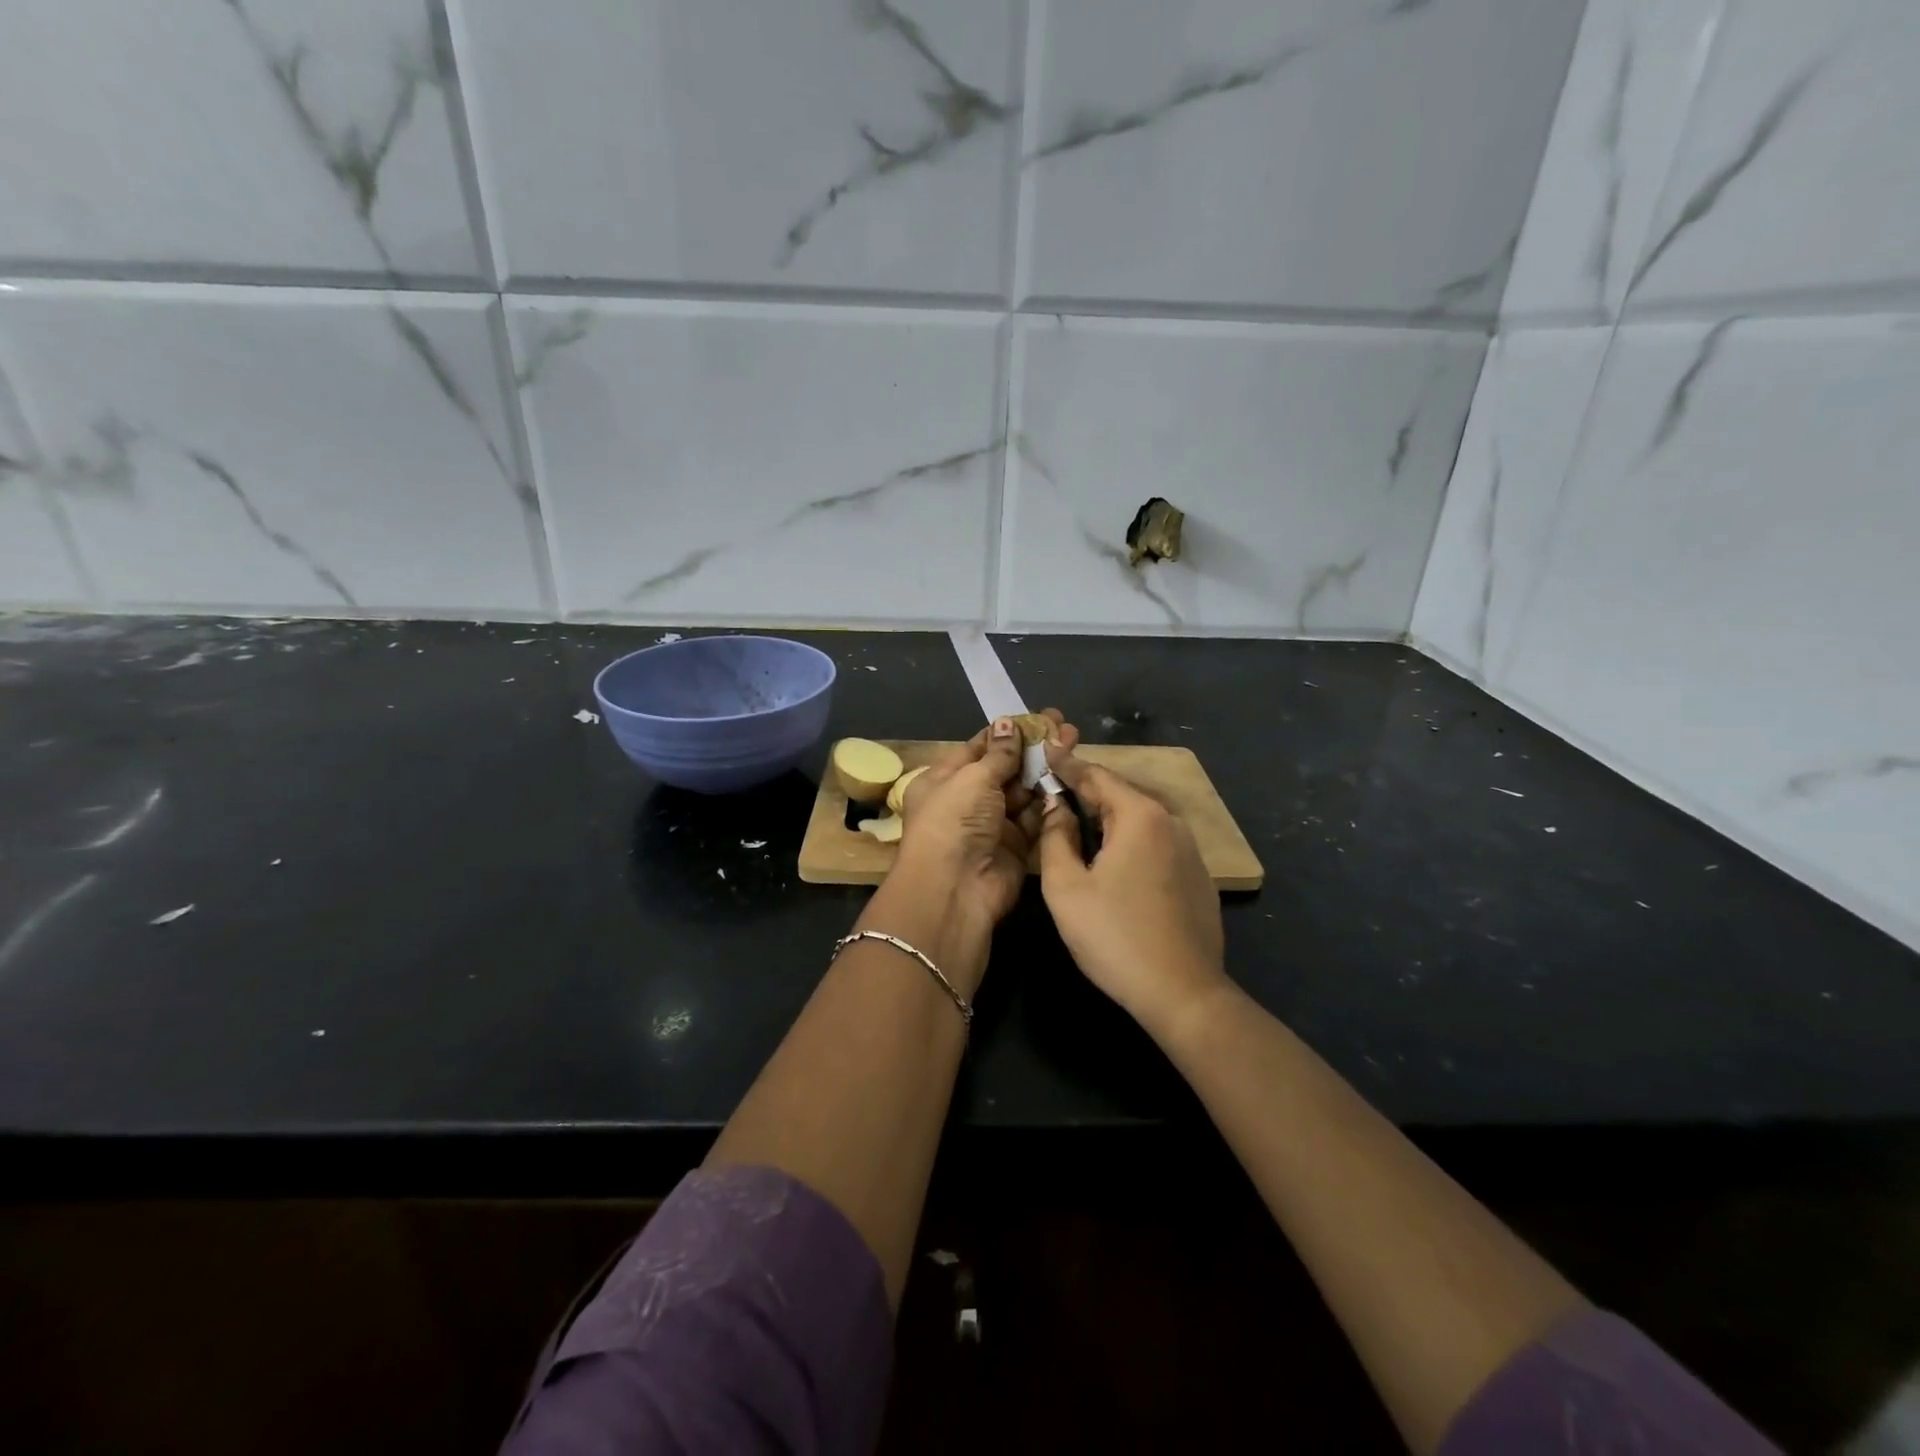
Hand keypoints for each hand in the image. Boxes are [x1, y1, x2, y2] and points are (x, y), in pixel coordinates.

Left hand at [895, 708, 1077, 930]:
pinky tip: (1071, 778)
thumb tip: (1008, 724)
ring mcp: (992, 825)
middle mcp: (966, 801)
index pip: (978, 748)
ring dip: (1046, 771)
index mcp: (943, 780)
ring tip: (1074, 744)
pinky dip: (1050, 801)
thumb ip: (998, 754)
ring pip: (1024, 792)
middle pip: (1005, 768)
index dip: (1007, 733)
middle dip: (1033, 748)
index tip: (1038, 717)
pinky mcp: (1016, 847)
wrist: (954, 890)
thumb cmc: (954, 822)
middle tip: (1066, 726)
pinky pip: (1035, 818)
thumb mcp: (972, 779)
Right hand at [1035, 743, 1228, 1036]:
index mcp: (1139, 816)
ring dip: (1109, 813)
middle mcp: (1171, 822)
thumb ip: (1055, 837)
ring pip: (1141, 817)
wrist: (1183, 992)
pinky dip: (1130, 836)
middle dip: (1087, 786)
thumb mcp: (1067, 887)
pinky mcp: (1199, 876)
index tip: (1044, 747)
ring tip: (1079, 815)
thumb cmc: (1115, 936)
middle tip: (1054, 783)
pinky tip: (1114, 854)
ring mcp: (1191, 849)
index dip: (1066, 763)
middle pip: (1121, 793)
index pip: (1096, 775)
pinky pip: (1157, 841)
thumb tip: (1056, 807)